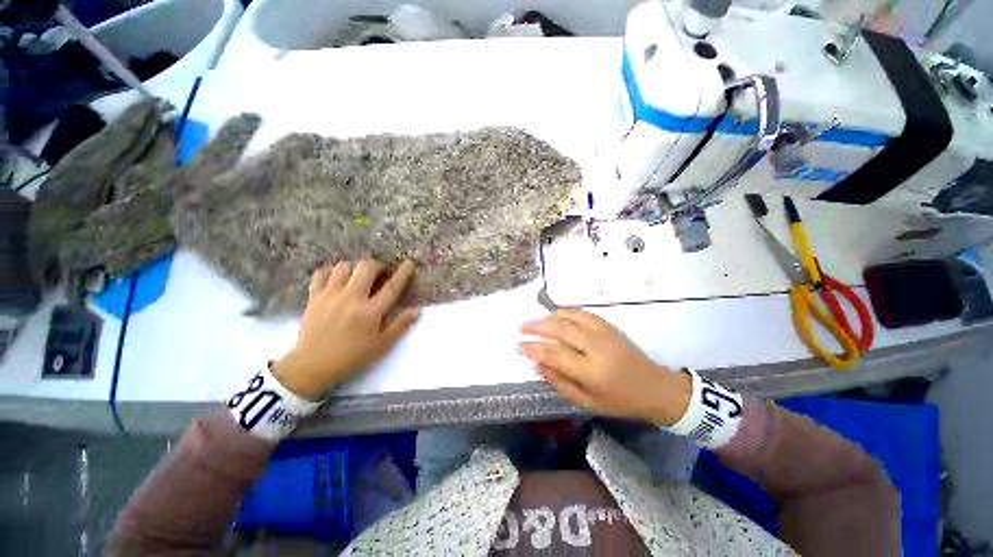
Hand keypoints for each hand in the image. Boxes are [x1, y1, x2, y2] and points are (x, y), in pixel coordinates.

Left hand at [273, 260, 419, 400]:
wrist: (312, 366)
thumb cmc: (352, 357)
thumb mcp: (382, 345)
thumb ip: (401, 325)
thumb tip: (418, 310)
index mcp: (370, 312)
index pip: (391, 287)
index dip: (403, 273)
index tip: (409, 263)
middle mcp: (352, 299)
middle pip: (366, 268)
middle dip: (377, 265)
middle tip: (380, 272)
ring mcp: (331, 296)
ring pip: (344, 267)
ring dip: (355, 267)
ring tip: (358, 275)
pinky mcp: (314, 297)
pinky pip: (321, 274)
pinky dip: (330, 271)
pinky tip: (336, 278)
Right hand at [519, 309, 690, 425]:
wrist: (655, 388)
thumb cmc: (619, 401)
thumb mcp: (587, 403)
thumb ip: (559, 383)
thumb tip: (536, 365)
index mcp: (592, 372)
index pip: (555, 355)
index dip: (534, 349)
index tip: (519, 345)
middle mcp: (596, 348)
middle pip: (561, 330)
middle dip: (537, 327)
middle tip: (521, 328)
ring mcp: (603, 333)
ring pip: (570, 318)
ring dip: (548, 317)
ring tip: (534, 321)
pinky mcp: (608, 326)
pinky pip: (582, 313)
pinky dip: (565, 311)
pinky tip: (555, 314)